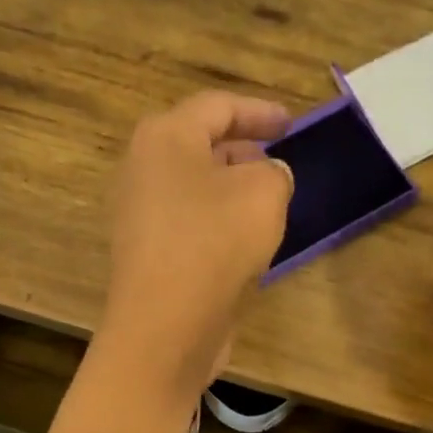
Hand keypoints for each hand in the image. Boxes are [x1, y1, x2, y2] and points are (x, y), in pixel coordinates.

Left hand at [100, 91, 293, 401]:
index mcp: (166, 137)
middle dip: (244, 152)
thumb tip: (268, 178)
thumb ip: (275, 173)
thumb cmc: (214, 243)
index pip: (218, 107)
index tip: (292, 124)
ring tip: (269, 205)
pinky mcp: (148, 255)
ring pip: (195, 189)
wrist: (165, 325)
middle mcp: (143, 169)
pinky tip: (246, 244)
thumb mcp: (265, 193)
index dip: (260, 111)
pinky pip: (190, 225)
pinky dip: (219, 224)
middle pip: (200, 146)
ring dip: (233, 192)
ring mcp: (140, 215)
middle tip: (279, 165)